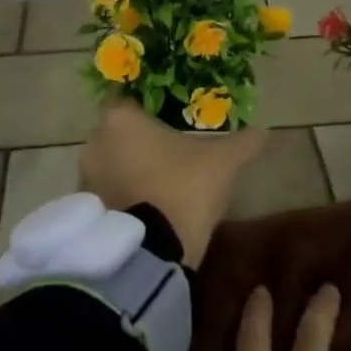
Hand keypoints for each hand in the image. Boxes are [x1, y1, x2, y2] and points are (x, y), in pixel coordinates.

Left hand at [77, 99, 266, 266]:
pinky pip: (106, 190)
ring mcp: (85, 178)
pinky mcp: (87, 211)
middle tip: (171, 144)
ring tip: (161, 177)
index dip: (150, 102)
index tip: (170, 111)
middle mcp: (94, 142)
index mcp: (121, 118)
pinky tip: (148, 203)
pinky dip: (123, 192)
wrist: (150, 255)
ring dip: (130, 166)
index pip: (129, 95)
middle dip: (141, 136)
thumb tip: (265, 131)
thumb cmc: (183, 189)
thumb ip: (244, 142)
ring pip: (111, 161)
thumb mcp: (224, 162)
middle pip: (119, 130)